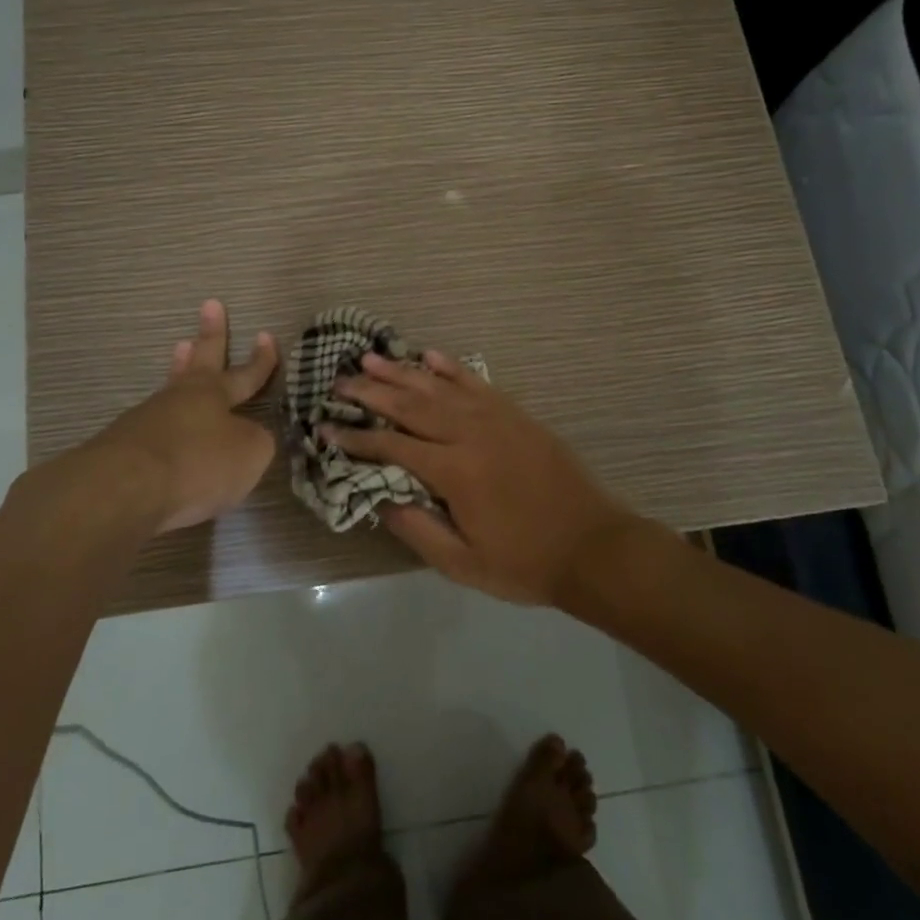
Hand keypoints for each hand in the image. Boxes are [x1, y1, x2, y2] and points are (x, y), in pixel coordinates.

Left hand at [86, 299, 280, 533]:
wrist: (125, 487)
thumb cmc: (198, 463)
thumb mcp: (248, 455)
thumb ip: (256, 442)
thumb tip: (249, 437)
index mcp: (214, 395)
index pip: (245, 374)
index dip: (260, 359)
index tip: (266, 334)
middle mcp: (181, 398)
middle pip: (200, 360)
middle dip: (210, 334)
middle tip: (210, 305)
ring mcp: (147, 418)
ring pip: (171, 386)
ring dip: (179, 367)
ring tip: (181, 349)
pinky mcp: (123, 446)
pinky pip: (153, 424)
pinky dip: (163, 419)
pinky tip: (163, 426)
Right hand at [327, 351, 637, 603]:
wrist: (593, 546)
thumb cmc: (524, 562)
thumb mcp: (464, 564)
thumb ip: (417, 529)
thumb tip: (379, 499)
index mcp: (453, 471)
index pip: (391, 446)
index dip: (355, 437)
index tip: (326, 427)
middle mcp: (469, 434)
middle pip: (410, 406)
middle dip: (370, 392)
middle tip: (339, 381)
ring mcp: (495, 418)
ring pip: (438, 387)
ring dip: (402, 371)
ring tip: (370, 357)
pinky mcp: (515, 413)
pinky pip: (476, 381)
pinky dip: (451, 366)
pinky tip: (430, 355)